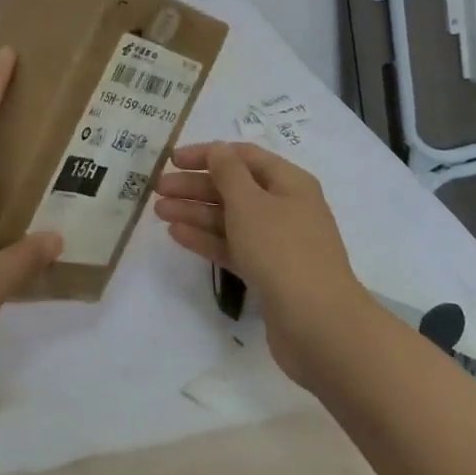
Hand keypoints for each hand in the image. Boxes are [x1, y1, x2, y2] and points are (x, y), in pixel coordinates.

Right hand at [156, 141, 368, 385]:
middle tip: (158, 188)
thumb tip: (217, 149)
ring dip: (195, 212)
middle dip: (195, 185)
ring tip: (159, 211)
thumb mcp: (250, 202)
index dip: (207, 154)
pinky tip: (177, 235)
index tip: (172, 159)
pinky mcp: (267, 273)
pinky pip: (232, 246)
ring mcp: (277, 242)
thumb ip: (228, 172)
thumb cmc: (281, 250)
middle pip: (233, 187)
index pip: (243, 156)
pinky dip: (206, 238)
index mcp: (289, 182)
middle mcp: (285, 207)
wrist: (317, 324)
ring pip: (229, 218)